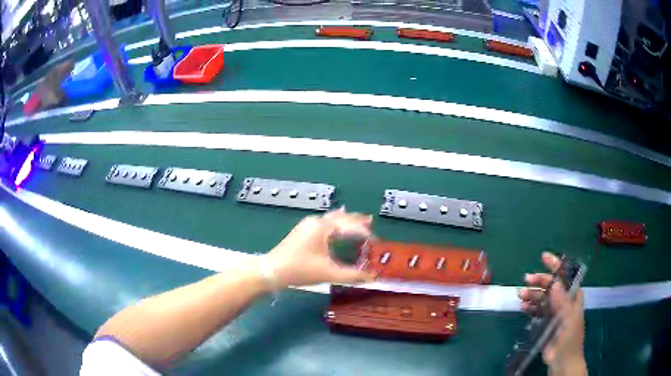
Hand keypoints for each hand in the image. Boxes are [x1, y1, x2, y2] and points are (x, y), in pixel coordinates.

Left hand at [267, 207, 376, 288]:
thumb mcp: (328, 274)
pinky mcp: (303, 230)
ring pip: (332, 219)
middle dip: (356, 220)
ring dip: (346, 220)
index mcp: (324, 228)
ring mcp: (308, 225)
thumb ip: (352, 275)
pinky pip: (325, 222)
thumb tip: (372, 277)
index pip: (350, 227)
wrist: (271, 270)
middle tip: (371, 221)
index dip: (364, 233)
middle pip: (341, 217)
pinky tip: (338, 225)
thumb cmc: (300, 270)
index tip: (376, 241)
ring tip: (359, 221)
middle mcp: (317, 222)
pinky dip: (336, 223)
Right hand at [518, 252, 586, 375]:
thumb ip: (562, 301)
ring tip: (521, 296)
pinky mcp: (545, 322)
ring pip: (542, 297)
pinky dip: (529, 306)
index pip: (566, 276)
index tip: (544, 257)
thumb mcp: (568, 318)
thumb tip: (554, 282)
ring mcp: (554, 312)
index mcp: (573, 296)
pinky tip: (522, 307)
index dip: (556, 265)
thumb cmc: (570, 338)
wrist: (562, 361)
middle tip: (526, 280)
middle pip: (551, 285)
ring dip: (532, 294)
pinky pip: (536, 310)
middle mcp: (564, 301)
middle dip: (540, 281)